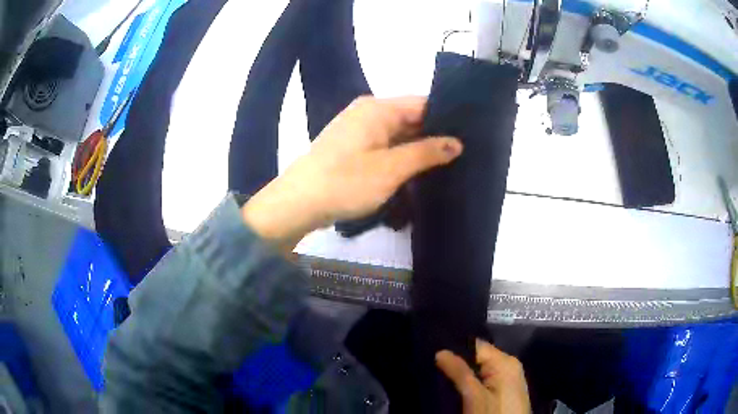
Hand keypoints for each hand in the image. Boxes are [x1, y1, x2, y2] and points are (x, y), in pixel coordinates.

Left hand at [242, 96, 461, 250]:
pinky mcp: (352, 147)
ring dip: (418, 148)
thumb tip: (457, 143)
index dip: (447, 118)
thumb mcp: (392, 168)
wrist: (298, 203)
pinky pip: (385, 145)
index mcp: (378, 108)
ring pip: (398, 133)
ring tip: (449, 163)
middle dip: (435, 135)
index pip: (423, 103)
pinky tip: (418, 169)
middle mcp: (368, 112)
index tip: (470, 135)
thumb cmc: (346, 182)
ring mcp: (358, 129)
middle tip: (465, 154)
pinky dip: (401, 155)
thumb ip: (426, 152)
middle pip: (411, 118)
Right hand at [436, 339, 530, 413]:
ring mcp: (509, 379)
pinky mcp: (506, 391)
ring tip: (442, 378)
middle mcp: (509, 365)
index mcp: (505, 361)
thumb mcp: (474, 396)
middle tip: (434, 368)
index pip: (476, 345)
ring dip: (463, 375)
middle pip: (478, 357)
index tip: (433, 355)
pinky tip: (459, 389)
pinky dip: (472, 383)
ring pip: (481, 370)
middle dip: (458, 363)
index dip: (455, 349)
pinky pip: (486, 380)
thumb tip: (440, 351)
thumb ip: (459, 373)